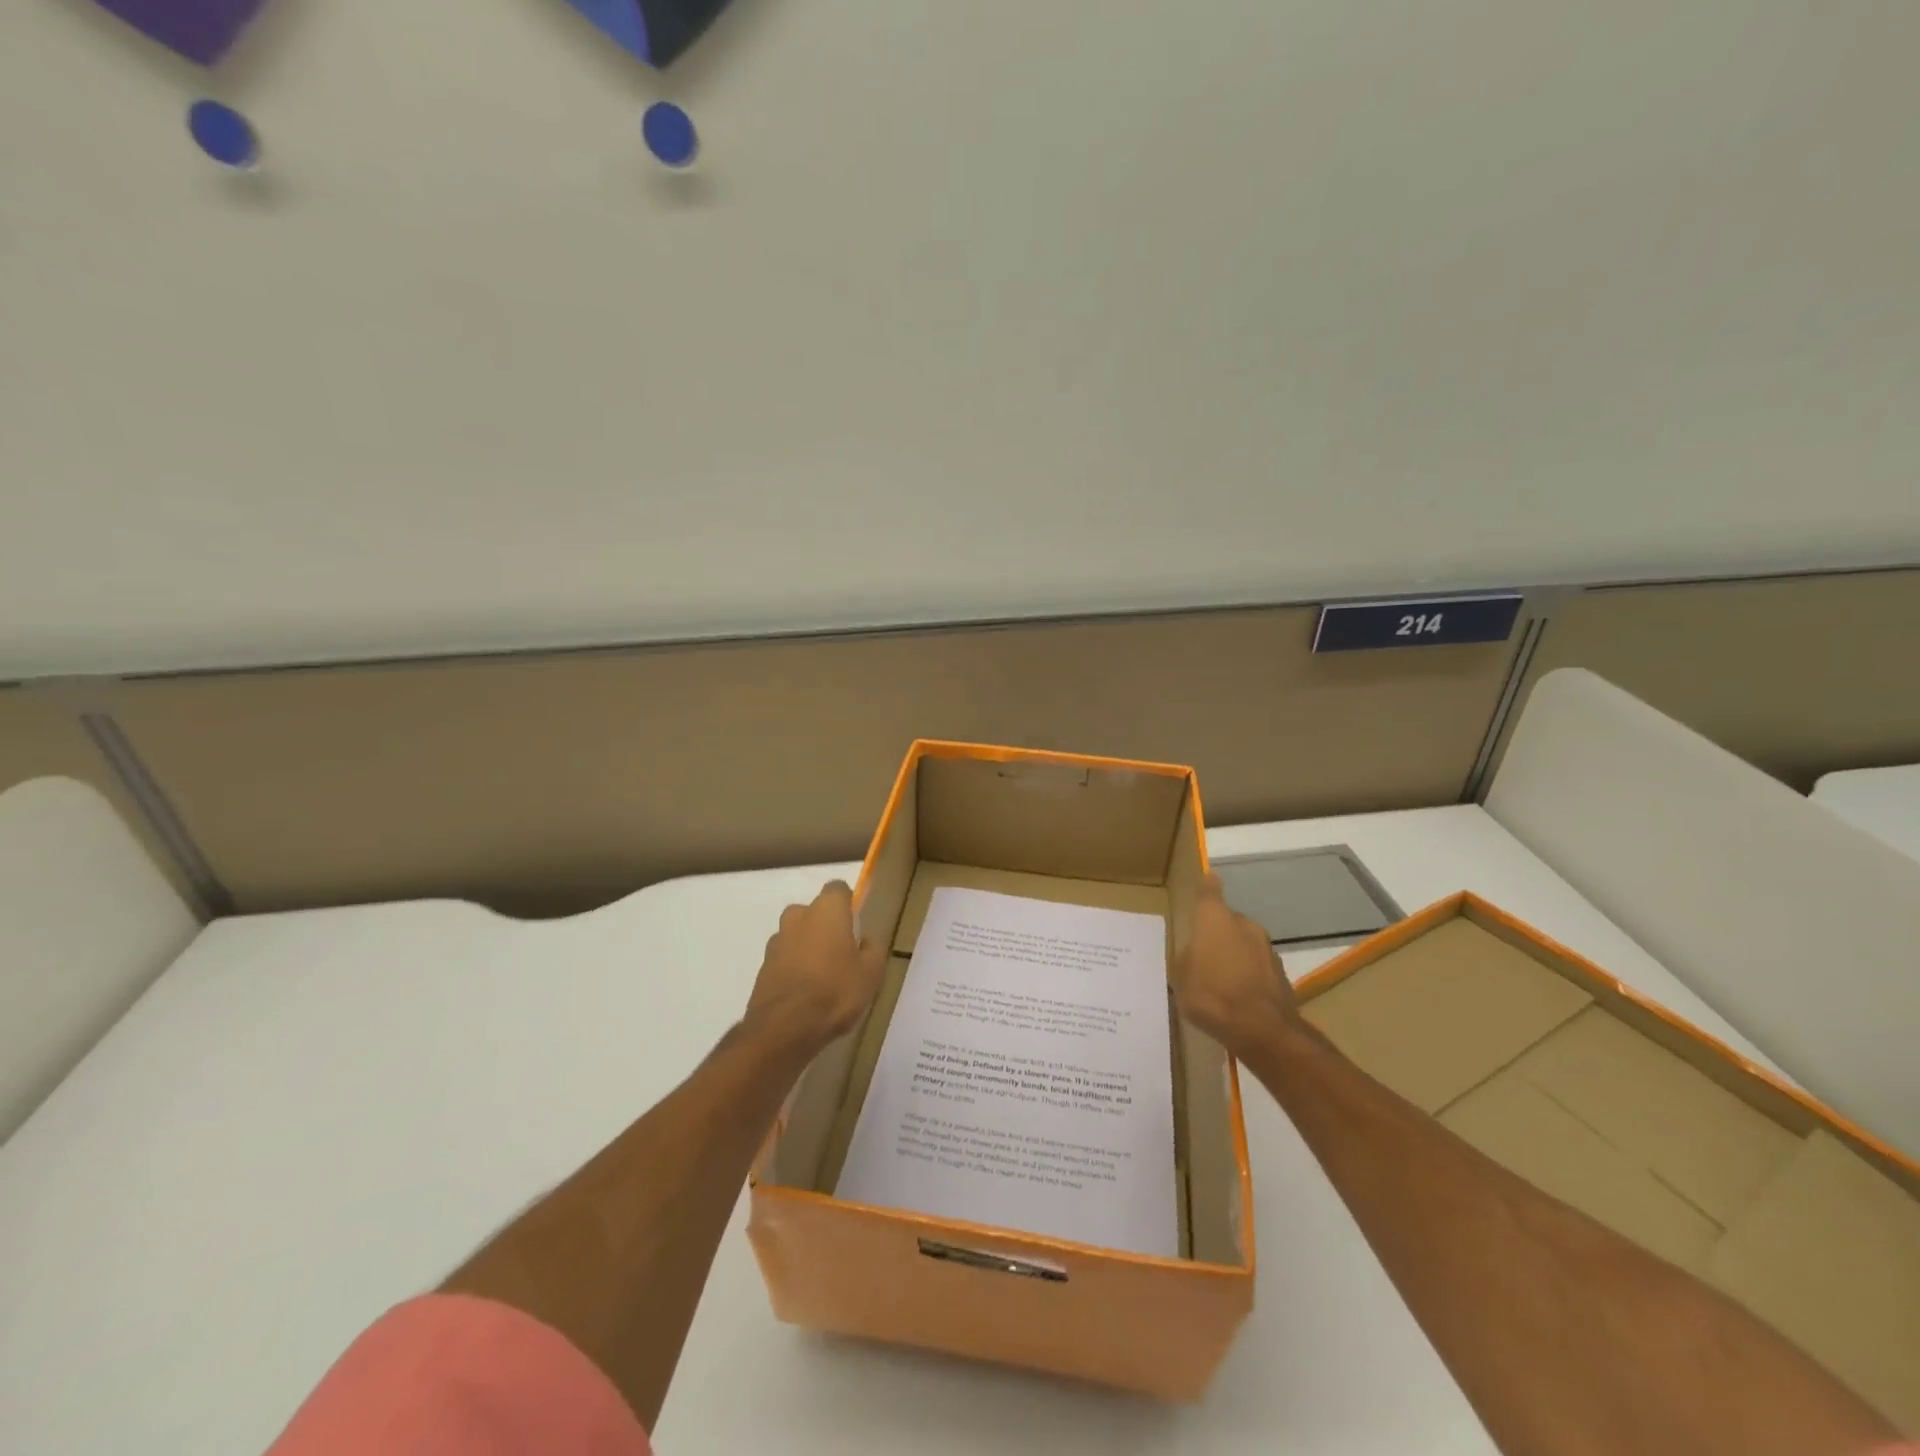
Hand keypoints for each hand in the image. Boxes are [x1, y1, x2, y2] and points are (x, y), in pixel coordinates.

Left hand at [743, 880, 886, 1057]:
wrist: (784, 1028)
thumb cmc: (835, 992)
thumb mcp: (871, 973)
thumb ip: (872, 949)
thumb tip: (866, 938)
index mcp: (827, 910)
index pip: (838, 889)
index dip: (848, 904)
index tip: (856, 925)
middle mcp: (798, 916)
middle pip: (814, 911)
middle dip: (825, 925)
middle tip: (841, 952)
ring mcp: (776, 941)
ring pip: (796, 934)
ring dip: (807, 946)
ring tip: (822, 976)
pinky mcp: (763, 966)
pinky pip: (784, 958)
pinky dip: (793, 967)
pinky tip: (805, 992)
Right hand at [1170, 874, 1299, 1057]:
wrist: (1263, 1030)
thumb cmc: (1212, 995)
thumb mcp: (1181, 978)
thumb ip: (1186, 958)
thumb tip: (1193, 954)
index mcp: (1215, 919)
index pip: (1209, 891)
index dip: (1206, 885)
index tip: (1206, 879)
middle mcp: (1243, 925)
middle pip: (1227, 921)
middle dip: (1217, 933)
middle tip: (1203, 954)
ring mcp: (1266, 948)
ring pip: (1244, 943)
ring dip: (1234, 954)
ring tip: (1220, 980)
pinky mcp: (1280, 972)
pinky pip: (1257, 966)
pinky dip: (1248, 974)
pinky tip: (1238, 996)